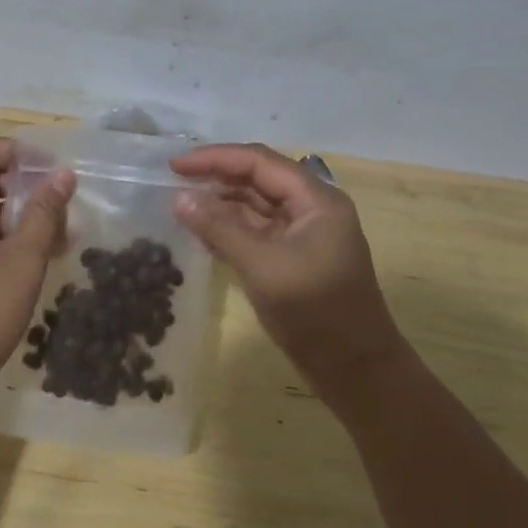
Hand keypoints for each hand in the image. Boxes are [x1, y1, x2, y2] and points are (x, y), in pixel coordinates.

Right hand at [172, 143, 407, 404]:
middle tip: (172, 181)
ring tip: (180, 205)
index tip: (175, 165)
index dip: (215, 158)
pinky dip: (228, 228)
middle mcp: (310, 208)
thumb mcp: (262, 265)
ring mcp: (302, 234)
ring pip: (254, 204)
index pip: (259, 162)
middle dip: (216, 177)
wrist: (355, 370)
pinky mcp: (292, 257)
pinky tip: (200, 232)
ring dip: (219, 203)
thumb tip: (179, 199)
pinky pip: (255, 230)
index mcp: (315, 200)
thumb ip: (220, 228)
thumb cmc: (315, 311)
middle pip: (257, 178)